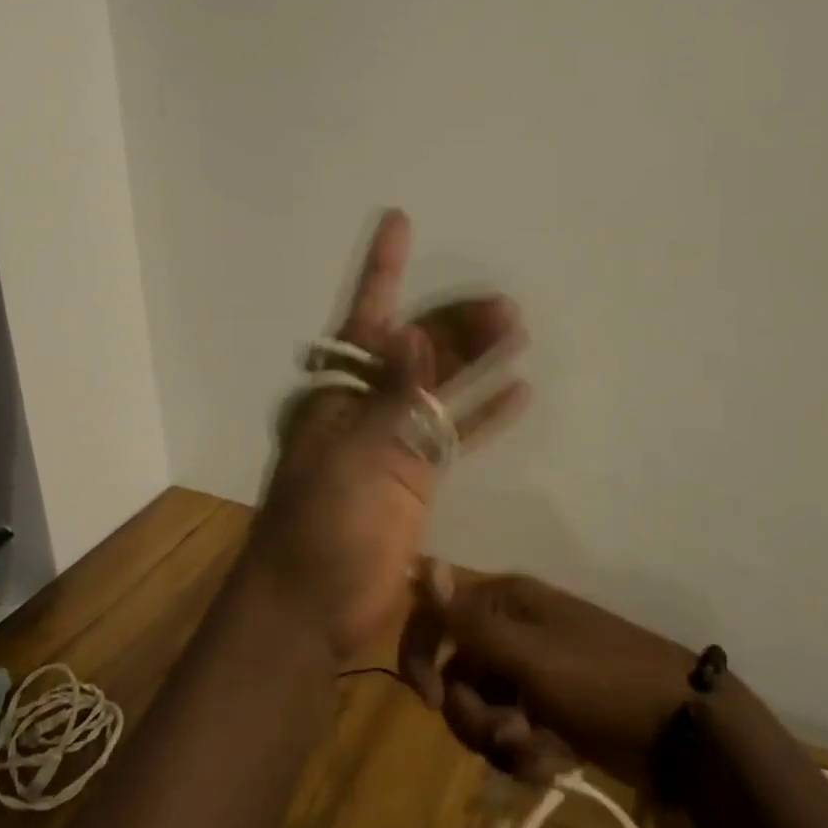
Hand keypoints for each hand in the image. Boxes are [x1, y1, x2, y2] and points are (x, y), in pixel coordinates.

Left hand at [247, 210, 529, 660]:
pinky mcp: (413, 476)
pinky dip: (483, 413)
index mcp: (337, 389)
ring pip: (441, 384)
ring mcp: (390, 440)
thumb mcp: (355, 455)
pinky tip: (518, 391)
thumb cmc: (322, 527)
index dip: (383, 267)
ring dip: (476, 358)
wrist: (309, 607)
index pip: (365, 314)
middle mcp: (363, 403)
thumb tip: (414, 331)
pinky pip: (454, 432)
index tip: (399, 220)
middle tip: (506, 305)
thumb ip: (391, 394)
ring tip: (518, 329)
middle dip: (458, 321)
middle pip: (418, 348)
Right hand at [399, 571, 695, 786]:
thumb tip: (422, 563)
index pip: (435, 614)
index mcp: (503, 601)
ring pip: (480, 709)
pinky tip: (549, 764)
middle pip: (454, 673)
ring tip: (535, 755)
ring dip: (498, 740)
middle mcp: (510, 630)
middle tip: (505, 735)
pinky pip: (509, 732)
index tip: (428, 700)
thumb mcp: (528, 655)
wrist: (681, 729)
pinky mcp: (547, 710)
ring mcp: (529, 672)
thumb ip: (468, 620)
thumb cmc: (600, 680)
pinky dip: (522, 753)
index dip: (419, 653)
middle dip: (471, 714)